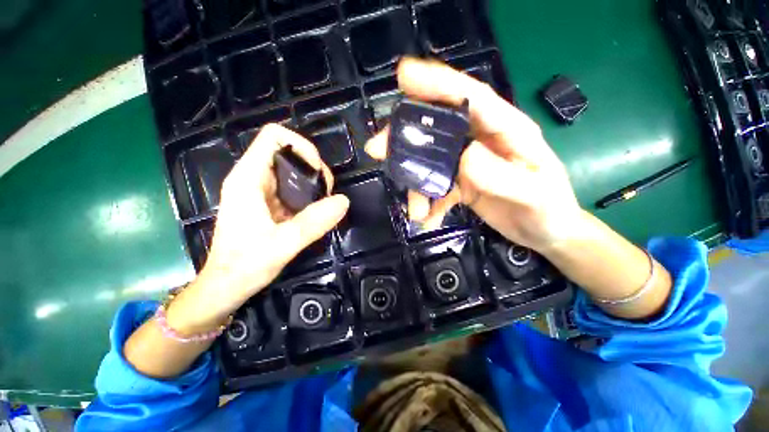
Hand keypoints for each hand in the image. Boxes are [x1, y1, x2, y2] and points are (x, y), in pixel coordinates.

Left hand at [168, 124, 348, 332]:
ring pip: (292, 169)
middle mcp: (252, 178)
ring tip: (325, 202)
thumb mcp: (283, 244)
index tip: (318, 174)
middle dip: (313, 167)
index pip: (274, 136)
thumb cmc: (245, 265)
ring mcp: (260, 190)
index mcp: (248, 178)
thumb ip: (314, 222)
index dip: (301, 147)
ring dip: (313, 181)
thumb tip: (343, 201)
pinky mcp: (267, 202)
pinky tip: (316, 210)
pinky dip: (309, 193)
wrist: (226, 286)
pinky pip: (292, 187)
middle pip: (288, 151)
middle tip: (326, 192)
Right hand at [365, 58, 580, 252]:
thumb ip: (501, 175)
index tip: (404, 76)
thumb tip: (464, 157)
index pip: (470, 97)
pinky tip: (428, 220)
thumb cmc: (548, 209)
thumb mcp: (533, 194)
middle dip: (406, 137)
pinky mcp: (462, 183)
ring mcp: (469, 163)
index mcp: (506, 130)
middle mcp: (482, 141)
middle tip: (377, 149)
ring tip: (415, 211)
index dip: (437, 83)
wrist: (547, 232)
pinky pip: (437, 188)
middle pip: (438, 128)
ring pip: (431, 162)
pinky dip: (429, 203)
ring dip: (416, 184)